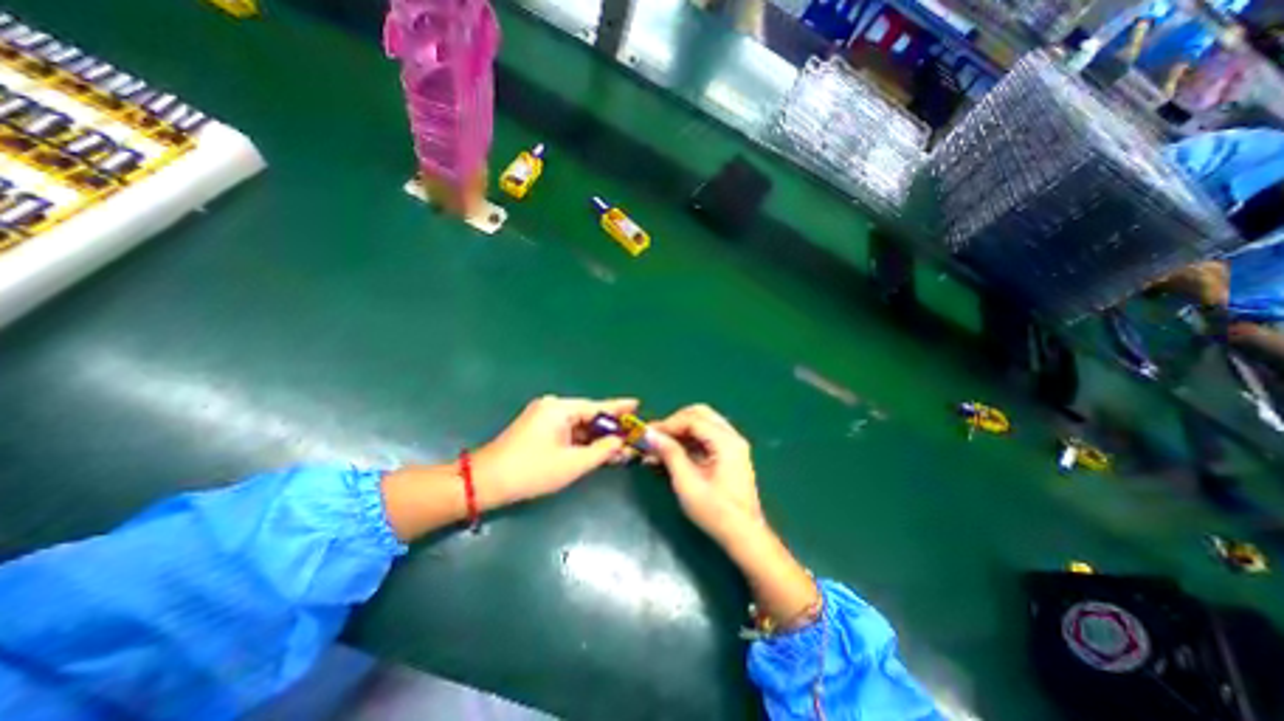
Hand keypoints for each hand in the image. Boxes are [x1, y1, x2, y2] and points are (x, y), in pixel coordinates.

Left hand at [469, 395, 636, 506]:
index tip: (638, 404)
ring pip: (579, 426)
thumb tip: (621, 442)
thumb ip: (602, 451)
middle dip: (610, 429)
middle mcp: (553, 407)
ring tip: (620, 448)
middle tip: (632, 436)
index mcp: (560, 408)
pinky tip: (597, 451)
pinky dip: (582, 442)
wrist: (486, 483)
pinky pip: (568, 432)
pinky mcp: (538, 429)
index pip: (597, 406)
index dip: (619, 408)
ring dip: (597, 438)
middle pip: (589, 415)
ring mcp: (544, 417)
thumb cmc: (532, 471)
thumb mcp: (573, 463)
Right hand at [653, 403, 759, 544]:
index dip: (668, 424)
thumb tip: (650, 434)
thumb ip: (670, 454)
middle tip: (656, 437)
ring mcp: (733, 444)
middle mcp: (732, 437)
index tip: (649, 434)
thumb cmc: (715, 512)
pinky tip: (673, 453)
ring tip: (661, 446)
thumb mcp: (687, 483)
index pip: (693, 419)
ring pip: (703, 423)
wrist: (744, 536)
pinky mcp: (730, 454)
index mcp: (726, 442)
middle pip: (700, 414)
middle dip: (675, 423)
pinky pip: (707, 436)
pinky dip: (689, 440)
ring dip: (681, 431)